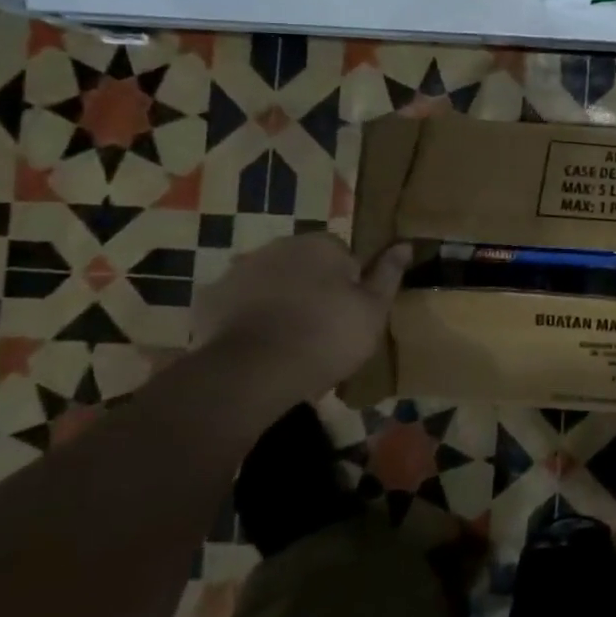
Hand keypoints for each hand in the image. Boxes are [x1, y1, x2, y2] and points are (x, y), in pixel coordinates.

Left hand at [192, 234, 411, 397]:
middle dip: (311, 287)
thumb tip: (405, 244)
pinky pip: (236, 303)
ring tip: (287, 340)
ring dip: (278, 299)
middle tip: (321, 327)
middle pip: (304, 264)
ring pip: (269, 281)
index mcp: (321, 245)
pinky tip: (255, 344)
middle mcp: (279, 246)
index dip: (349, 282)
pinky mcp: (209, 298)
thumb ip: (388, 274)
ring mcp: (239, 270)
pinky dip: (245, 317)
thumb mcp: (373, 310)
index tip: (349, 312)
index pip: (343, 254)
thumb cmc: (326, 337)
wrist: (252, 372)